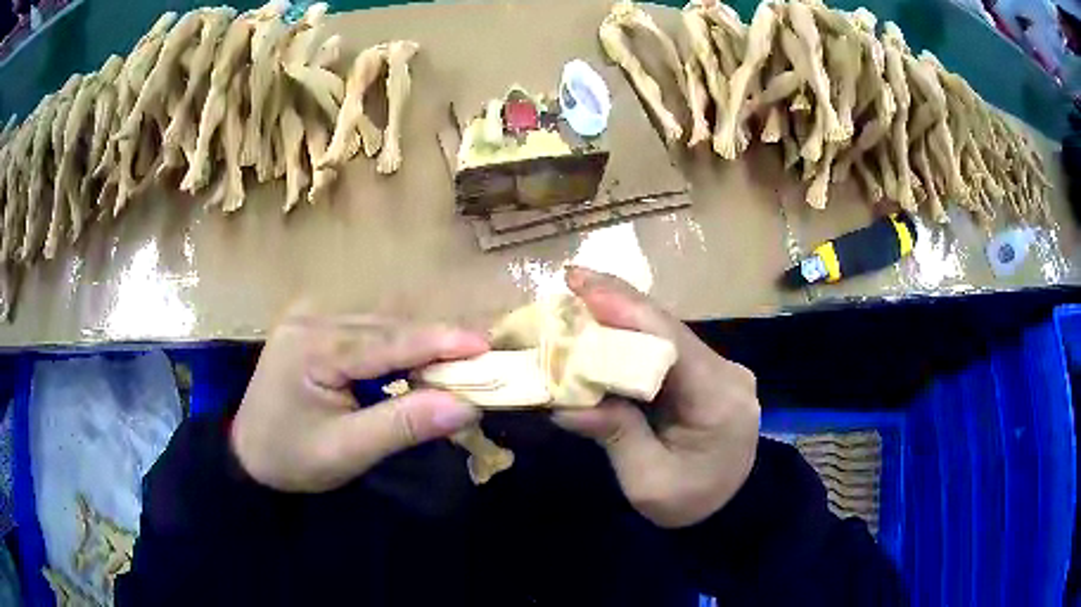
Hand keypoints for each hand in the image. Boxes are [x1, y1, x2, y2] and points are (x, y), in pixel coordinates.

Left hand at [231, 315, 487, 491]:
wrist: (249, 456)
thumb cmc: (292, 458)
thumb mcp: (347, 451)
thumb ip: (403, 425)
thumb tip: (466, 406)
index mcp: (311, 347)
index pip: (384, 341)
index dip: (438, 342)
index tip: (484, 346)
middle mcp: (311, 320)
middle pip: (385, 327)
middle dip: (435, 344)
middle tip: (481, 360)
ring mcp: (311, 320)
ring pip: (379, 326)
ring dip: (419, 345)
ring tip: (458, 363)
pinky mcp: (316, 329)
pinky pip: (366, 332)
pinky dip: (398, 349)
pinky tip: (417, 364)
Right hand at [554, 268, 759, 527]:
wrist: (731, 509)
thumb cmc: (691, 503)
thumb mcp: (648, 481)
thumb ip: (615, 436)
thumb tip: (564, 405)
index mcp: (718, 400)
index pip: (671, 343)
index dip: (626, 309)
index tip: (583, 286)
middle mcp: (727, 373)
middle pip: (668, 329)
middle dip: (619, 302)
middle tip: (572, 278)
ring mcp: (721, 369)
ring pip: (667, 333)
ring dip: (624, 315)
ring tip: (580, 294)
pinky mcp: (710, 374)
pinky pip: (668, 348)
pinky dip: (635, 336)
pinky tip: (607, 324)